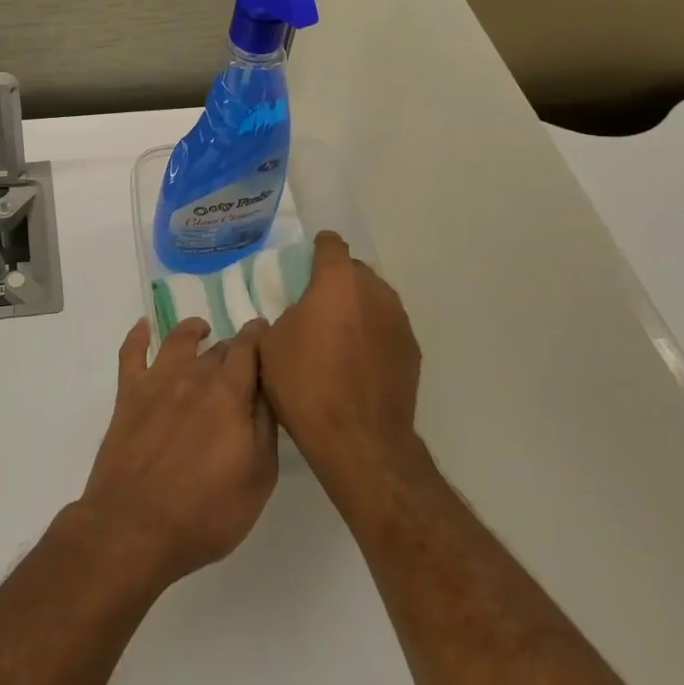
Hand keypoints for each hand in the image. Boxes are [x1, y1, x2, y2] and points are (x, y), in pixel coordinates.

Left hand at [77, 317, 278, 587]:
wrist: (134, 529)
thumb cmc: (206, 512)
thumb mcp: (258, 477)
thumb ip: (265, 426)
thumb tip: (267, 391)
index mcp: (229, 393)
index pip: (250, 348)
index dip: (261, 337)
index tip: (270, 335)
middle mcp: (194, 376)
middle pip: (219, 348)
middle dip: (234, 348)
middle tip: (244, 357)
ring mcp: (157, 382)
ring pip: (179, 340)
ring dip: (194, 331)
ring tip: (201, 330)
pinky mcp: (128, 395)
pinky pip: (132, 353)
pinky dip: (138, 335)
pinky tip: (144, 326)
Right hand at [257, 232, 422, 493]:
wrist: (359, 439)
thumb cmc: (306, 384)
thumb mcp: (271, 346)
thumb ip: (284, 316)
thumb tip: (296, 316)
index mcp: (337, 281)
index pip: (331, 245)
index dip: (319, 249)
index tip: (309, 261)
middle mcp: (374, 290)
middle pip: (356, 271)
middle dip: (338, 281)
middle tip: (318, 305)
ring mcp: (398, 320)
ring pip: (375, 299)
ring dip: (358, 308)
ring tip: (339, 335)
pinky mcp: (412, 349)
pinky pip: (388, 328)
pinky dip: (374, 335)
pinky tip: (359, 361)